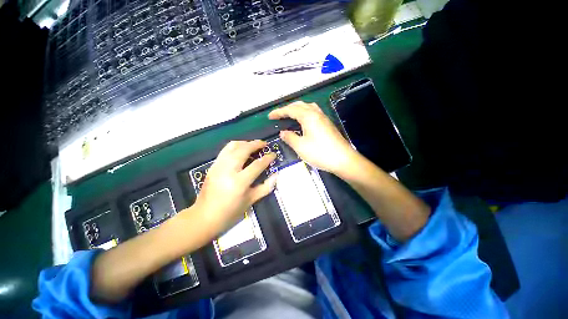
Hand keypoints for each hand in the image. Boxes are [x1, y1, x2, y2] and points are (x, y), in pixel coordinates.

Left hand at [191, 140, 276, 235]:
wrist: (204, 217)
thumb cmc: (230, 212)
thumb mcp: (251, 201)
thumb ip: (265, 187)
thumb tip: (276, 175)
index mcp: (239, 182)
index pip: (257, 165)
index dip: (267, 158)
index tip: (273, 154)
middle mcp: (228, 170)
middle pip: (244, 150)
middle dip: (256, 144)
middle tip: (265, 144)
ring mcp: (218, 166)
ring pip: (233, 146)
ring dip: (245, 142)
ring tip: (253, 145)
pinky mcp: (213, 165)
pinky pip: (225, 150)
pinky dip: (235, 146)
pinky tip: (241, 150)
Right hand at [269, 101, 356, 174]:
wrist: (343, 160)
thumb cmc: (320, 153)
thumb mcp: (300, 146)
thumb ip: (290, 137)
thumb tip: (283, 132)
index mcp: (308, 116)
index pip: (290, 110)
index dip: (279, 112)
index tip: (270, 116)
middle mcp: (316, 113)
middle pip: (299, 105)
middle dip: (287, 108)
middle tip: (279, 115)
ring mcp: (323, 118)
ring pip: (308, 107)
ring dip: (297, 109)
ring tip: (290, 116)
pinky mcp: (327, 124)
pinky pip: (313, 113)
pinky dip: (305, 113)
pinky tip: (303, 122)